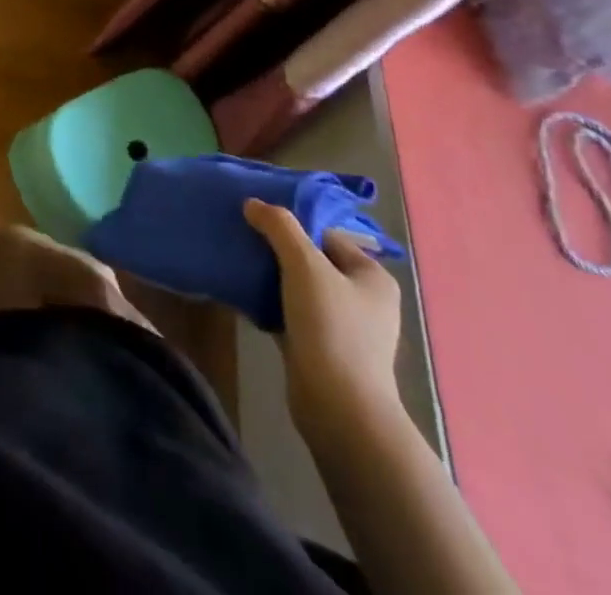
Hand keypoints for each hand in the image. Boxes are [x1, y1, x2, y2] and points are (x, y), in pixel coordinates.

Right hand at [244, 198, 401, 436]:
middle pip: (311, 260)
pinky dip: (270, 305)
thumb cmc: (331, 327)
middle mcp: (363, 300)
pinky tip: (244, 297)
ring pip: (299, 288)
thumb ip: (279, 227)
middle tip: (244, 240)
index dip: (292, 225)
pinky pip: (291, 314)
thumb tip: (253, 203)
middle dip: (277, 250)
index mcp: (371, 276)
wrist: (338, 408)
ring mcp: (343, 328)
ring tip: (238, 264)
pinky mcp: (321, 349)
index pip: (326, 234)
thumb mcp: (304, 265)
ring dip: (271, 278)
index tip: (256, 220)